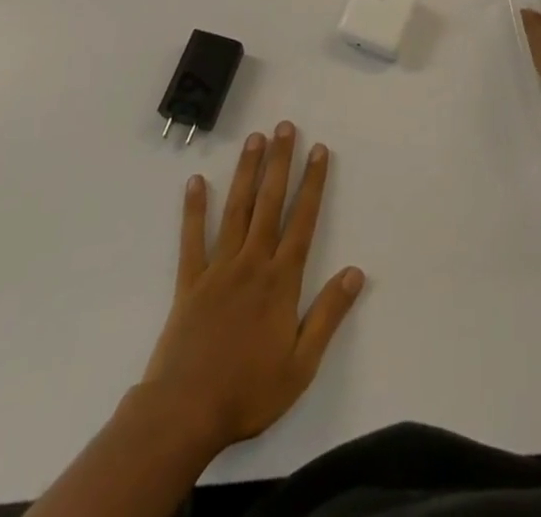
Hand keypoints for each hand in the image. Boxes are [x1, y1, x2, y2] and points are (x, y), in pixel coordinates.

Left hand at [140, 121, 364, 450]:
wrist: (184, 414)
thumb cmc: (248, 391)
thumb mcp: (301, 365)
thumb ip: (328, 315)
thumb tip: (356, 272)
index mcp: (281, 280)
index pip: (303, 220)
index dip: (313, 183)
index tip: (319, 150)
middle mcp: (252, 263)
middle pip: (269, 203)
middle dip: (280, 162)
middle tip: (284, 127)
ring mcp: (219, 269)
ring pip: (235, 210)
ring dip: (246, 172)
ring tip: (254, 139)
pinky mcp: (190, 283)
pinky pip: (192, 239)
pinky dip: (193, 209)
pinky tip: (195, 182)